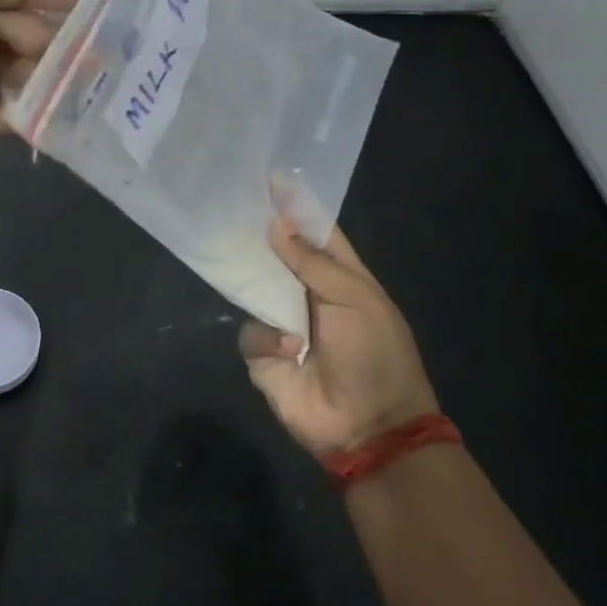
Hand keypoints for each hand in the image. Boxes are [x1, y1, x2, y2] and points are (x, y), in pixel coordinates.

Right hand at [239, 219, 438, 455]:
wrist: (369, 428)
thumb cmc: (375, 356)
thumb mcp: (356, 301)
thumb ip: (313, 263)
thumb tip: (276, 225)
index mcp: (342, 278)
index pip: (316, 232)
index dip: (295, 206)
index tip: (269, 177)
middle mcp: (308, 294)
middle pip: (277, 255)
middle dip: (258, 235)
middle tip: (231, 207)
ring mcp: (283, 322)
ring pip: (254, 287)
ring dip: (254, 282)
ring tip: (244, 267)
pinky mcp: (263, 353)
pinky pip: (249, 331)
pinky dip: (268, 339)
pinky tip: (290, 351)